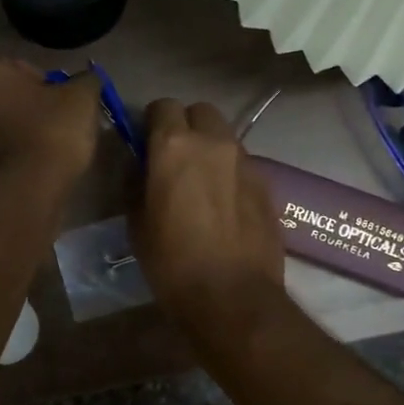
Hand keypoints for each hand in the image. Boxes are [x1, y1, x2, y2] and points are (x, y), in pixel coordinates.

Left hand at [0, 56, 102, 186]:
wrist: (24, 193)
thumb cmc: (49, 132)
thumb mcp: (81, 97)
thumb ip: (86, 81)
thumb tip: (87, 80)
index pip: (21, 68)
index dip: (49, 85)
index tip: (65, 105)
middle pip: (6, 98)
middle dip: (31, 109)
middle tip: (60, 126)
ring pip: (0, 127)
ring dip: (21, 134)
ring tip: (51, 151)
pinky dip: (14, 158)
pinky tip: (36, 169)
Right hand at [133, 99, 285, 325]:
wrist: (232, 297)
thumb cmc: (171, 262)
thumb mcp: (136, 222)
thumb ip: (137, 181)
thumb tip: (140, 165)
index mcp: (174, 146)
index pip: (162, 106)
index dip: (151, 123)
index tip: (145, 145)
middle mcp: (213, 142)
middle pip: (200, 112)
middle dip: (185, 126)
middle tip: (174, 159)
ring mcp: (246, 162)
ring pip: (224, 137)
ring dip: (209, 149)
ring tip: (200, 184)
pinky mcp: (267, 184)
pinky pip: (242, 165)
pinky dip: (229, 174)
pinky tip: (223, 206)